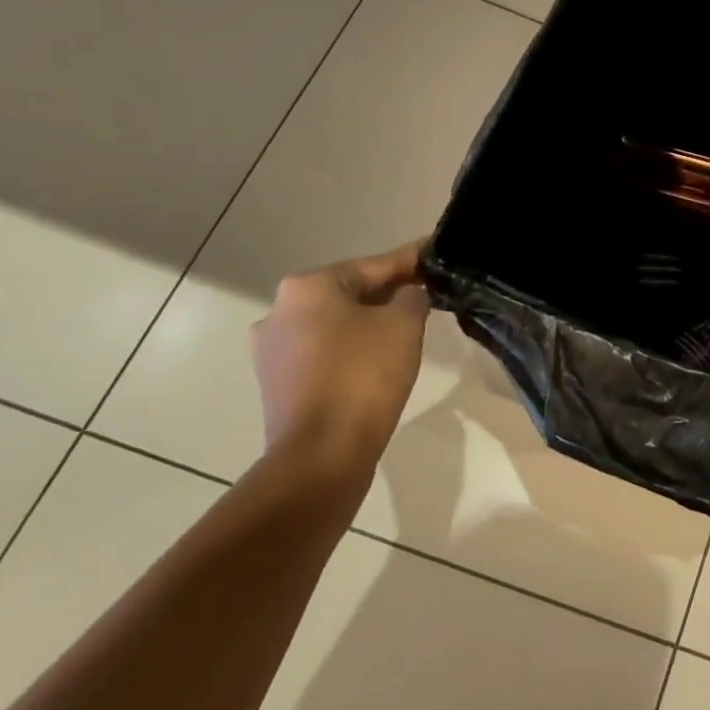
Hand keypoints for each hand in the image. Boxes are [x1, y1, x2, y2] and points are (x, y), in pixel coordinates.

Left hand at [251, 242, 430, 462]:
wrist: (322, 454)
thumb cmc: (364, 377)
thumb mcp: (404, 325)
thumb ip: (412, 297)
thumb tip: (408, 294)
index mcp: (308, 286)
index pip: (374, 265)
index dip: (412, 260)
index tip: (436, 254)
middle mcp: (280, 309)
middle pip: (350, 292)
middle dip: (388, 292)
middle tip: (428, 294)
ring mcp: (273, 349)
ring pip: (335, 323)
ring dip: (369, 322)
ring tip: (407, 329)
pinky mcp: (278, 382)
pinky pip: (324, 352)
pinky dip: (352, 349)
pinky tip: (378, 361)